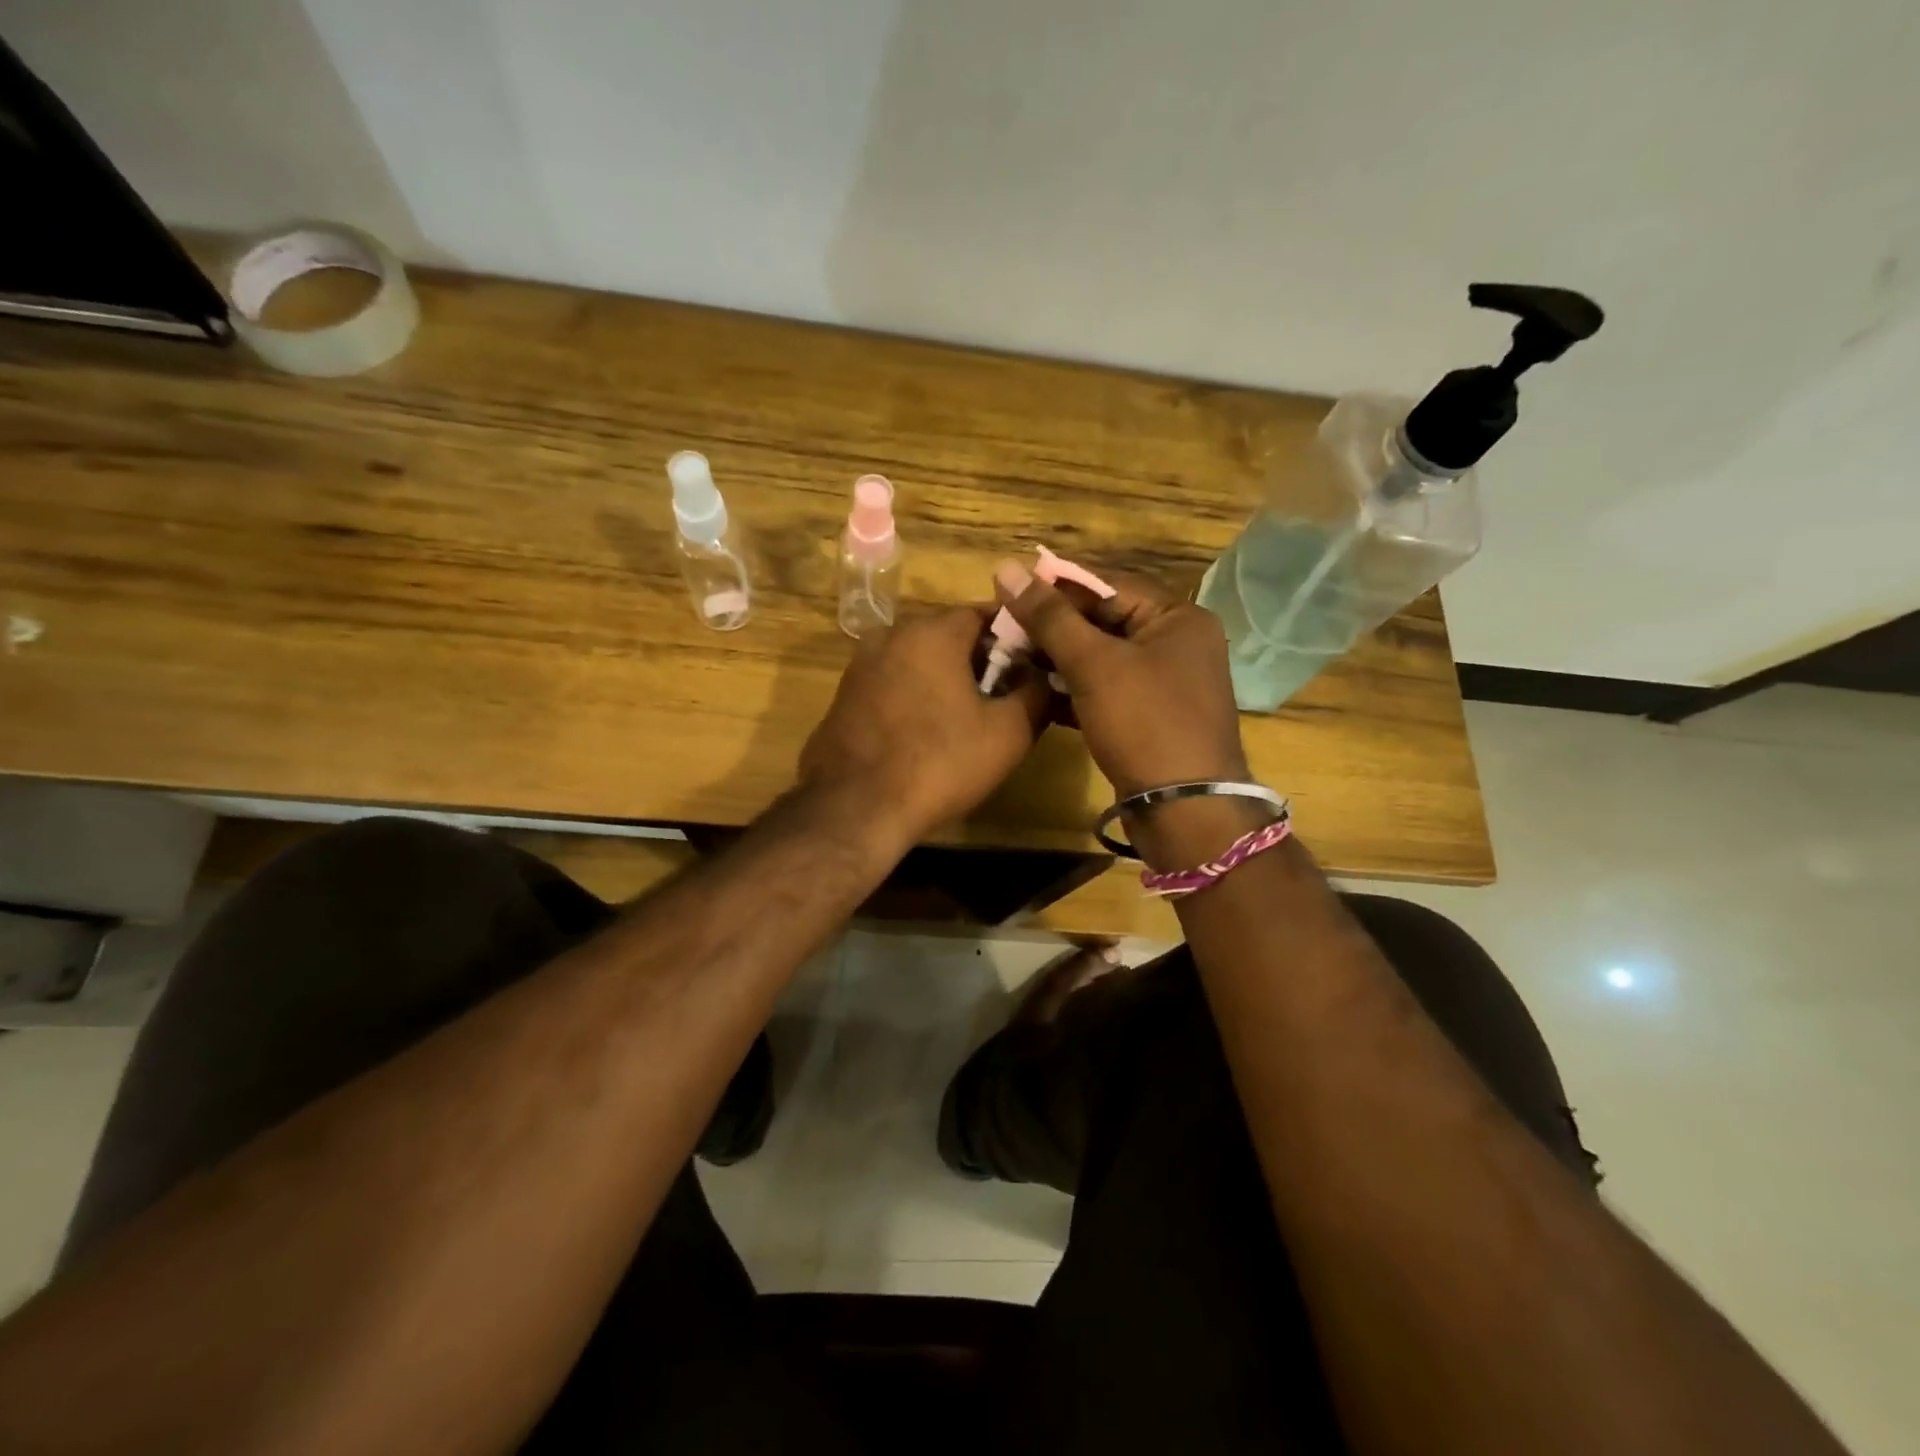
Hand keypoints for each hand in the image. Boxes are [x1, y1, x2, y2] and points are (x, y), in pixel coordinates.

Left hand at [799, 606, 1049, 841]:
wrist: (855, 808)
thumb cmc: (939, 763)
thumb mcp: (1008, 733)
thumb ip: (1036, 693)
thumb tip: (1045, 676)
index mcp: (932, 632)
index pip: (982, 612)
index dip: (1013, 635)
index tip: (1032, 662)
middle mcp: (891, 635)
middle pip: (947, 634)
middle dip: (978, 658)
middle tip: (1004, 693)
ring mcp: (860, 666)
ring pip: (917, 659)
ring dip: (944, 678)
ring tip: (967, 716)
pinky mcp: (844, 697)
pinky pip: (891, 684)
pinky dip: (913, 695)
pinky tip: (925, 731)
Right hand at [993, 560, 1247, 798]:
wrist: (1183, 809)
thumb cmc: (1144, 722)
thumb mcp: (1093, 664)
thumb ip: (1049, 617)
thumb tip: (1006, 568)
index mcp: (1178, 618)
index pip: (1109, 586)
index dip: (1058, 587)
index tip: (1011, 592)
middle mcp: (1177, 644)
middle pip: (1105, 622)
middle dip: (1055, 628)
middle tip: (1006, 630)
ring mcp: (1165, 685)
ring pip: (1102, 659)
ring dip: (1059, 660)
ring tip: (1013, 658)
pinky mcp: (1149, 718)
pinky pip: (1106, 691)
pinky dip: (1074, 691)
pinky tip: (1036, 693)